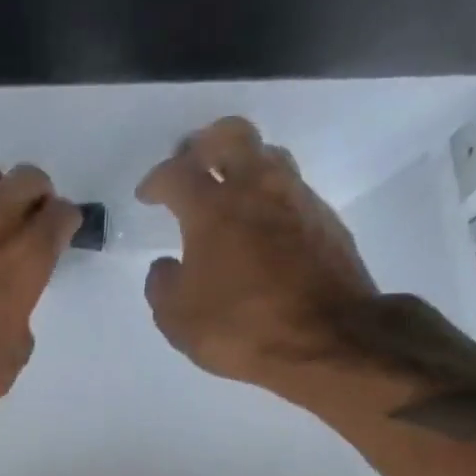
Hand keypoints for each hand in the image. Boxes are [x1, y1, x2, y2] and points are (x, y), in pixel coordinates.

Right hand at [138, 117, 378, 393]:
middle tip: (190, 164)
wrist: (328, 341)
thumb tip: (166, 265)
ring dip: (243, 163)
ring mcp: (297, 200)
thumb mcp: (177, 318)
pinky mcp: (326, 220)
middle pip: (231, 135)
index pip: (177, 172)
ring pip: (268, 155)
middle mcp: (256, 190)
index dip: (155, 180)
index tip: (147, 196)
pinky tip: (260, 225)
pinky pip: (291, 189)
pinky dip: (269, 196)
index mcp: (212, 209)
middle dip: (204, 144)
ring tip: (228, 190)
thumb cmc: (241, 327)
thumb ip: (162, 285)